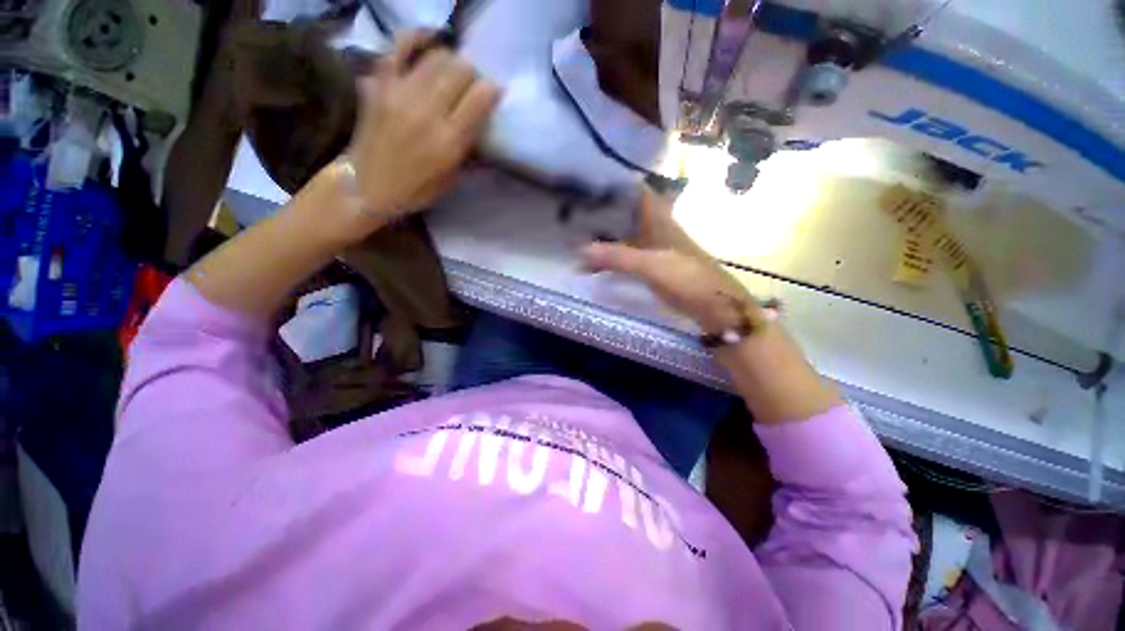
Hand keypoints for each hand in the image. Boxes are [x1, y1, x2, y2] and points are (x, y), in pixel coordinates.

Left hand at [345, 31, 500, 223]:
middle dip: (472, 75)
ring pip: (436, 56)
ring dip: (450, 62)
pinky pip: (398, 46)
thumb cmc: (416, 190)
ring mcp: (401, 93)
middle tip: (469, 87)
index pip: (480, 98)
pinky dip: (416, 38)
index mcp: (449, 141)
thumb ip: (472, 154)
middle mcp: (427, 112)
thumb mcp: (453, 180)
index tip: (493, 94)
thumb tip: (488, 133)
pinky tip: (428, 40)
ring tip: (449, 74)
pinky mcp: (380, 84)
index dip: (492, 90)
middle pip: (461, 70)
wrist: (367, 186)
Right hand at [583, 186, 772, 333]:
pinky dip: (608, 256)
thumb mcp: (652, 266)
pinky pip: (623, 256)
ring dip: (602, 234)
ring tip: (573, 233)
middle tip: (571, 210)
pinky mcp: (649, 267)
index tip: (585, 181)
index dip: (613, 183)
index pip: (635, 191)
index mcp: (658, 219)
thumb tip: (580, 249)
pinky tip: (590, 262)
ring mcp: (651, 249)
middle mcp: (653, 228)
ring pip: (622, 234)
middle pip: (624, 213)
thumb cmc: (688, 279)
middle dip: (600, 210)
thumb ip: (618, 256)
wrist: (713, 308)